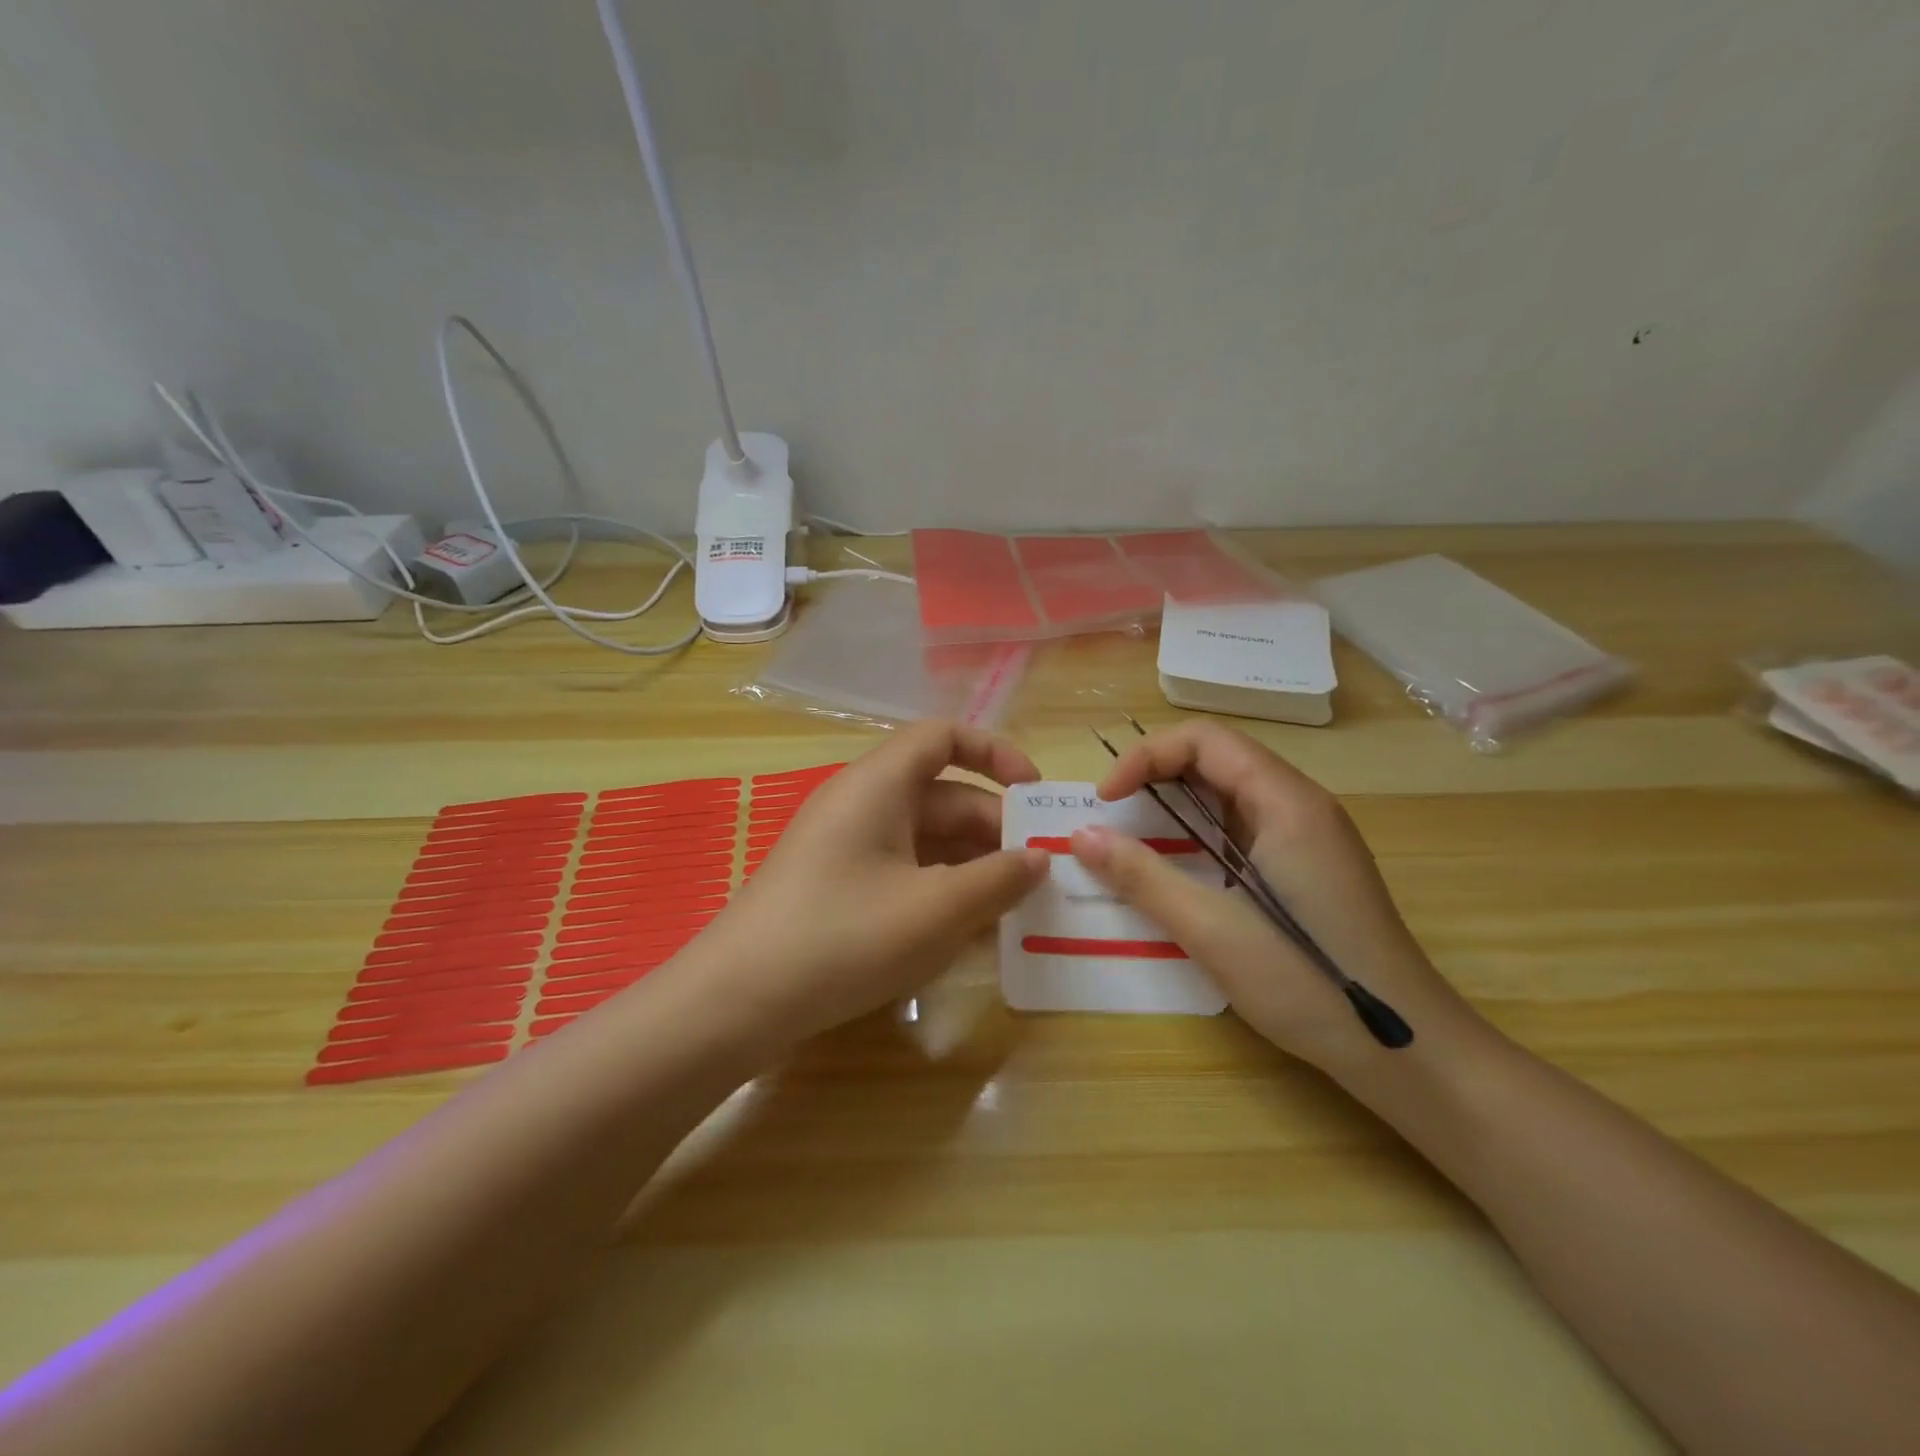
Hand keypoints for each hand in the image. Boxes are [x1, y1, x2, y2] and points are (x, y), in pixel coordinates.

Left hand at [697, 721, 1049, 1044]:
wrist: (737, 1001)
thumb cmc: (844, 937)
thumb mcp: (936, 909)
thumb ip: (998, 879)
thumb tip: (1039, 858)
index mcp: (879, 785)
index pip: (942, 737)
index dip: (994, 753)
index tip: (1034, 795)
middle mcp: (861, 804)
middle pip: (942, 796)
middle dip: (994, 830)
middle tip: (1039, 874)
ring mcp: (846, 847)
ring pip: (925, 839)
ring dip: (971, 866)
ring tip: (1014, 908)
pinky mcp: (838, 886)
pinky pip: (902, 871)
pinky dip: (939, 890)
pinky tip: (968, 932)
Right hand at [1070, 721, 1477, 1069]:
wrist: (1407, 1051)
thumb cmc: (1309, 983)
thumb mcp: (1212, 929)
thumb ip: (1142, 876)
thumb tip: (1080, 836)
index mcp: (1286, 802)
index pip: (1205, 739)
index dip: (1146, 757)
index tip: (1106, 800)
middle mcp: (1300, 805)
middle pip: (1216, 758)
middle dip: (1155, 776)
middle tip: (1111, 817)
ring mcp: (1308, 836)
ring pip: (1228, 794)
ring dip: (1175, 806)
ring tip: (1132, 841)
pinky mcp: (1306, 867)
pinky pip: (1241, 828)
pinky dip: (1198, 835)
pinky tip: (1178, 870)